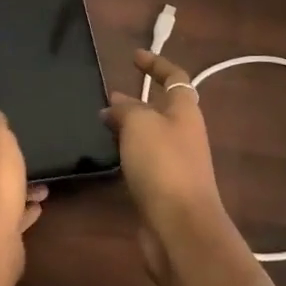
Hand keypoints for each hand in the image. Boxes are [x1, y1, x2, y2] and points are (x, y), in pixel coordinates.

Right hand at [102, 51, 225, 281]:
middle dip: (137, 100)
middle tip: (106, 97)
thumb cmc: (163, 165)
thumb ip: (125, 109)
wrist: (180, 228)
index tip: (134, 57)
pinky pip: (143, 161)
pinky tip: (108, 158)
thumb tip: (114, 105)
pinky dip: (127, 154)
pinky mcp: (163, 189)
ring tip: (100, 125)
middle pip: (162, 108)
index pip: (175, 77)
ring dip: (129, 128)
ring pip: (150, 136)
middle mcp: (184, 134)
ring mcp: (176, 163)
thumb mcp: (139, 124)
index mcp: (185, 111)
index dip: (156, 64)